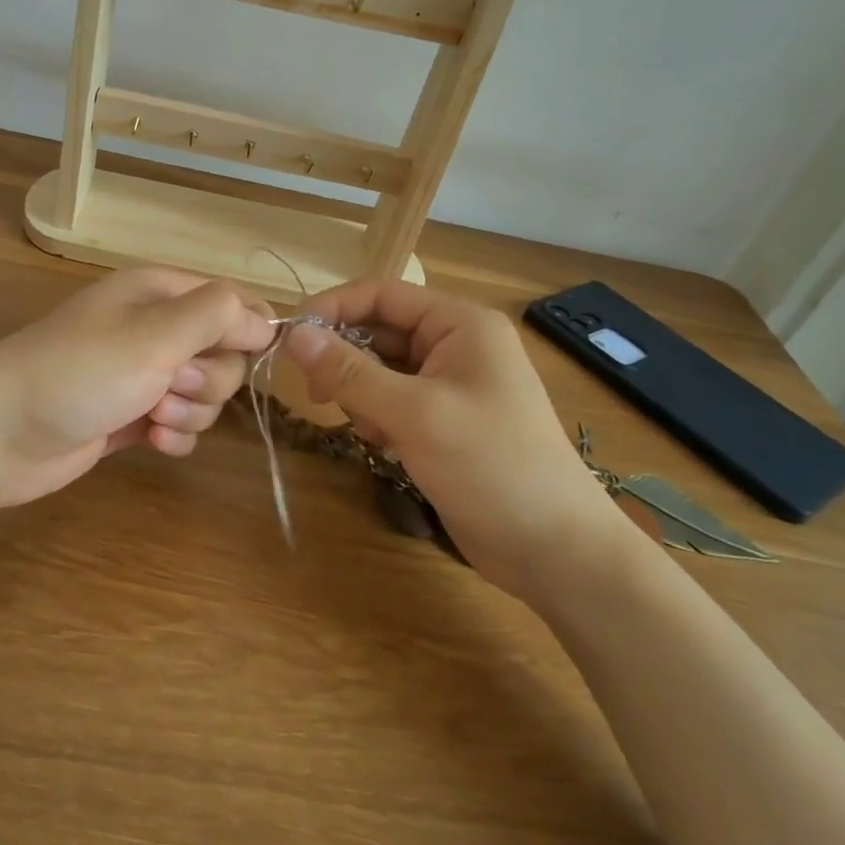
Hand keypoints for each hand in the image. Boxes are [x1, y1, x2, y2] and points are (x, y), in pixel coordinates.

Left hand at [0, 267, 274, 507]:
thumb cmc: (79, 372)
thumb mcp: (155, 334)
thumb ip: (217, 317)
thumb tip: (266, 319)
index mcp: (160, 292)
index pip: (231, 299)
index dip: (249, 327)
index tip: (252, 355)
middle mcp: (154, 328)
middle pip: (223, 352)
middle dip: (208, 378)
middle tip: (168, 385)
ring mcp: (141, 374)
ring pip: (204, 393)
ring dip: (190, 410)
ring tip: (151, 417)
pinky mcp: (131, 415)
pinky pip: (180, 423)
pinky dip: (174, 435)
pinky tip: (151, 441)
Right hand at [286, 280, 637, 602]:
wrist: (555, 551)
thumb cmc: (491, 466)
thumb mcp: (414, 414)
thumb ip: (350, 372)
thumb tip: (294, 335)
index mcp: (459, 324)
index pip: (381, 294)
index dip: (332, 308)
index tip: (290, 338)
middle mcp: (454, 344)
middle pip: (378, 331)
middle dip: (344, 359)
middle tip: (315, 393)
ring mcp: (450, 384)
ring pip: (379, 369)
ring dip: (359, 393)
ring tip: (368, 430)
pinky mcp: (443, 420)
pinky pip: (391, 400)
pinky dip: (375, 416)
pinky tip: (383, 445)